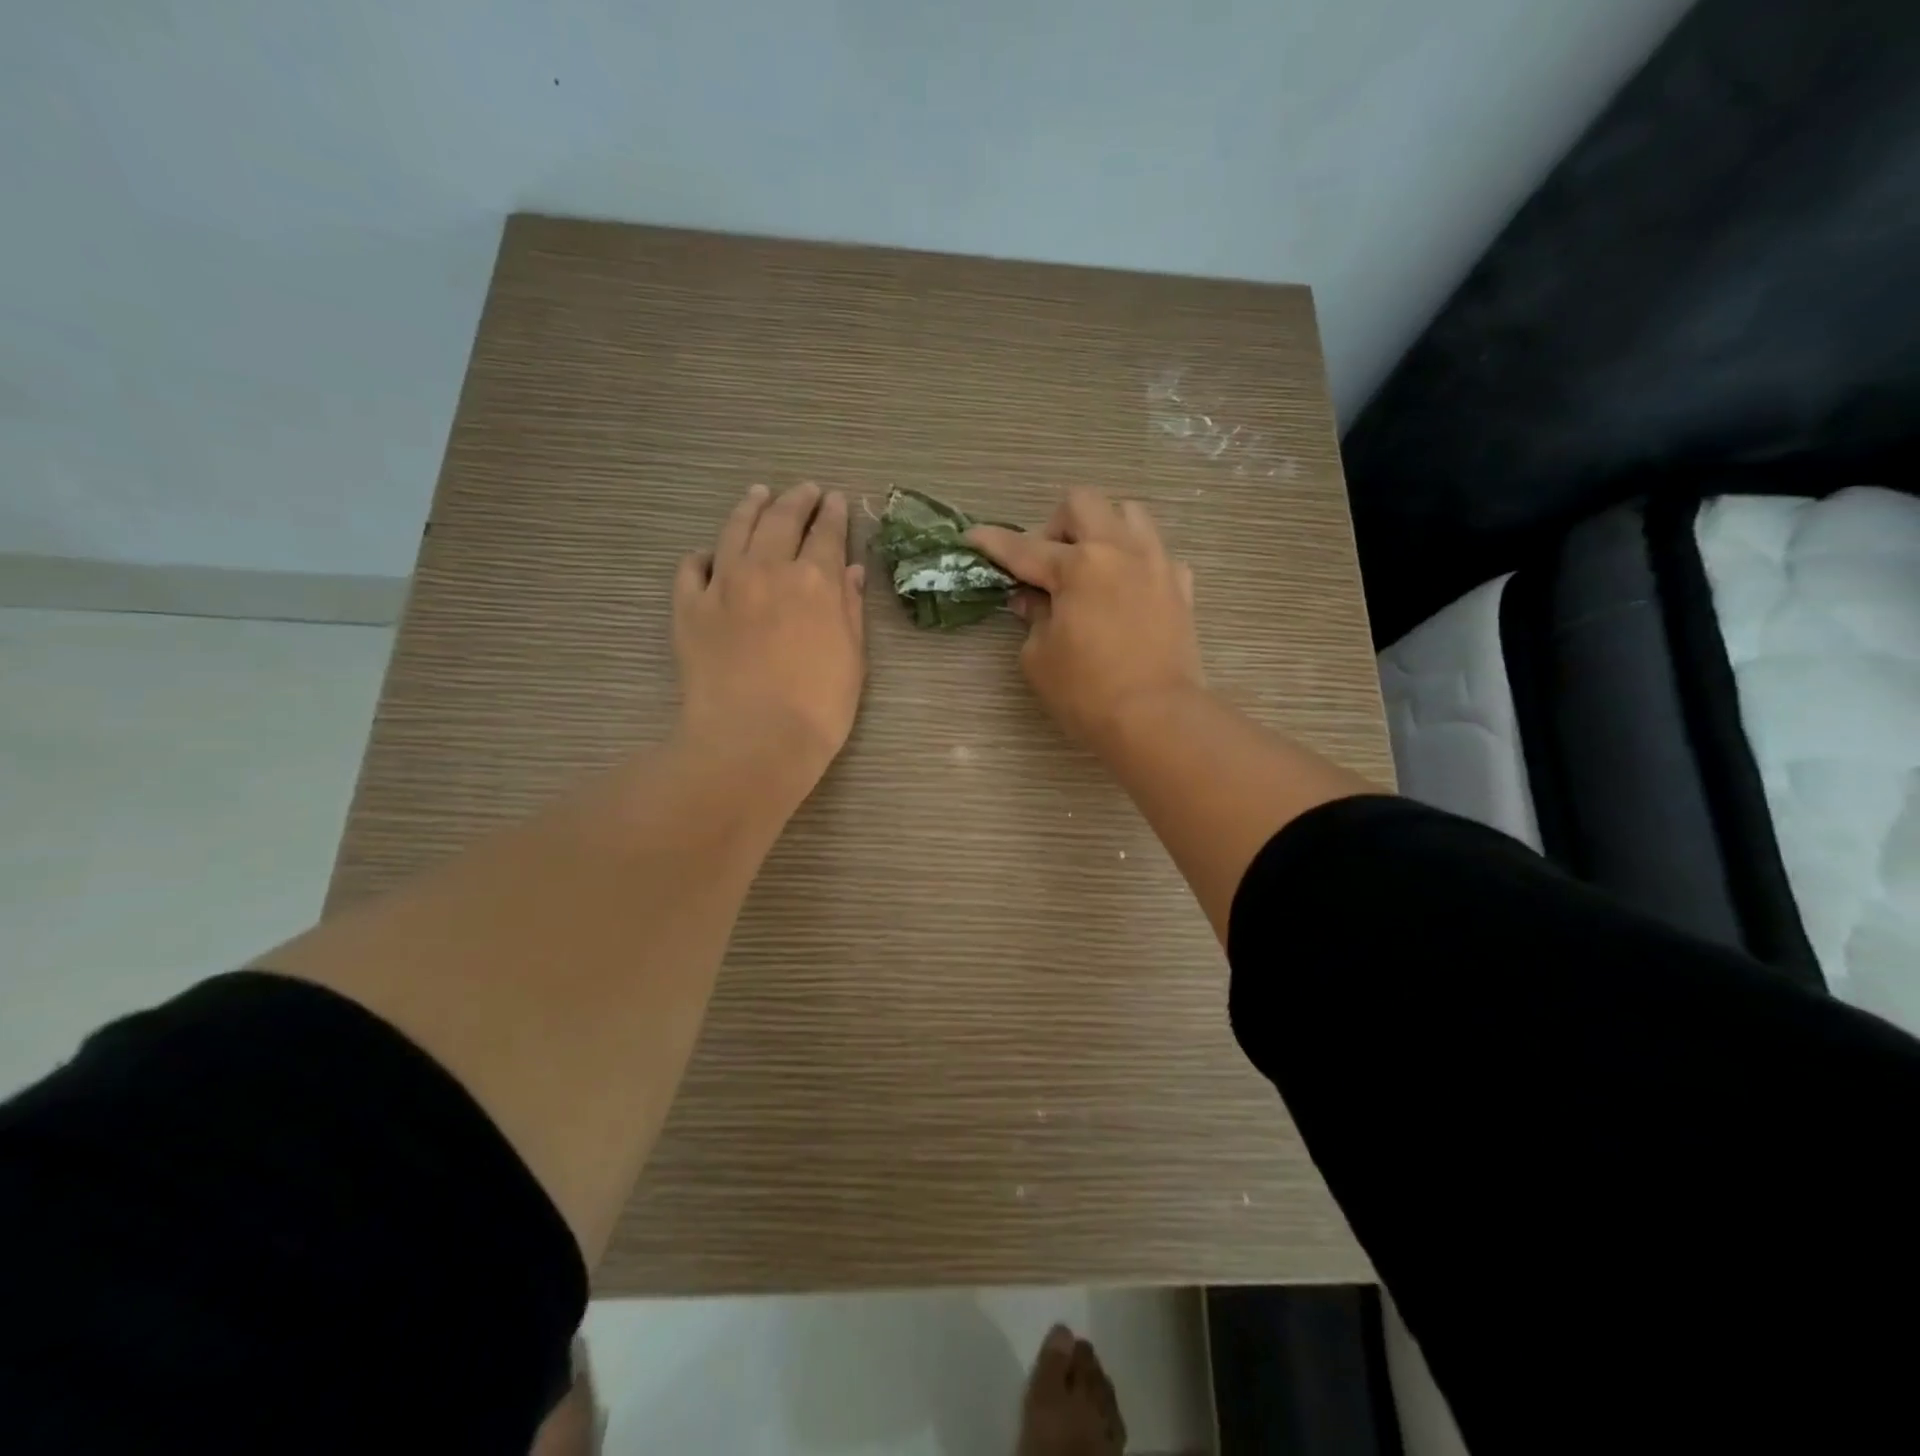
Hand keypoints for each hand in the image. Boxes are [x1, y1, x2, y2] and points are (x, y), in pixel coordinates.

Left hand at [674, 482, 866, 792]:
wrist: (753, 741)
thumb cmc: (817, 708)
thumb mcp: (852, 659)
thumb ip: (849, 609)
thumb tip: (849, 571)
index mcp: (815, 580)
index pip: (826, 534)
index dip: (832, 515)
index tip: (834, 499)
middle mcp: (767, 569)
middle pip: (781, 520)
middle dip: (795, 500)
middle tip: (804, 489)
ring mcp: (723, 585)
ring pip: (735, 531)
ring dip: (750, 508)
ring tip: (758, 494)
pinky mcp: (689, 608)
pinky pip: (692, 568)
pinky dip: (703, 555)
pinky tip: (710, 555)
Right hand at [968, 489, 1202, 753]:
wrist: (1157, 718)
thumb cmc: (1088, 693)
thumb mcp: (1039, 658)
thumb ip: (1032, 618)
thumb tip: (1030, 599)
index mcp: (1078, 566)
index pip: (1023, 547)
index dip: (993, 543)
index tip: (973, 537)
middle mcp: (1119, 551)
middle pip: (1082, 503)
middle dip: (1054, 524)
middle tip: (1046, 563)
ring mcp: (1156, 564)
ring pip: (1128, 513)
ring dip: (1101, 529)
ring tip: (1090, 566)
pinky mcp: (1180, 586)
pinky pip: (1156, 553)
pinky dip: (1135, 562)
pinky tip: (1125, 591)